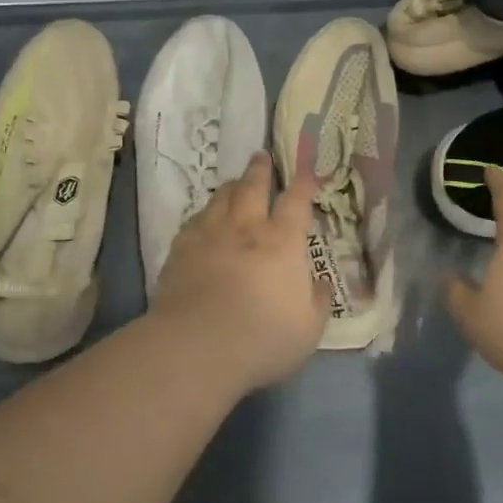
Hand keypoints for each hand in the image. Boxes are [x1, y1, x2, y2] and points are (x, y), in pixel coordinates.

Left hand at [150, 152, 328, 392]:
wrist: (197, 346)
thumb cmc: (263, 337)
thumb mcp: (309, 328)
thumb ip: (318, 301)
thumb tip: (322, 284)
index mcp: (283, 241)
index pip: (297, 201)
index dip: (304, 183)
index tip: (307, 171)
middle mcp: (247, 228)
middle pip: (253, 187)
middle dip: (260, 170)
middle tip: (261, 156)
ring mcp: (210, 235)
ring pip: (221, 198)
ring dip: (231, 186)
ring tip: (233, 182)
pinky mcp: (181, 249)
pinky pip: (194, 220)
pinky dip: (204, 214)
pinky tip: (203, 219)